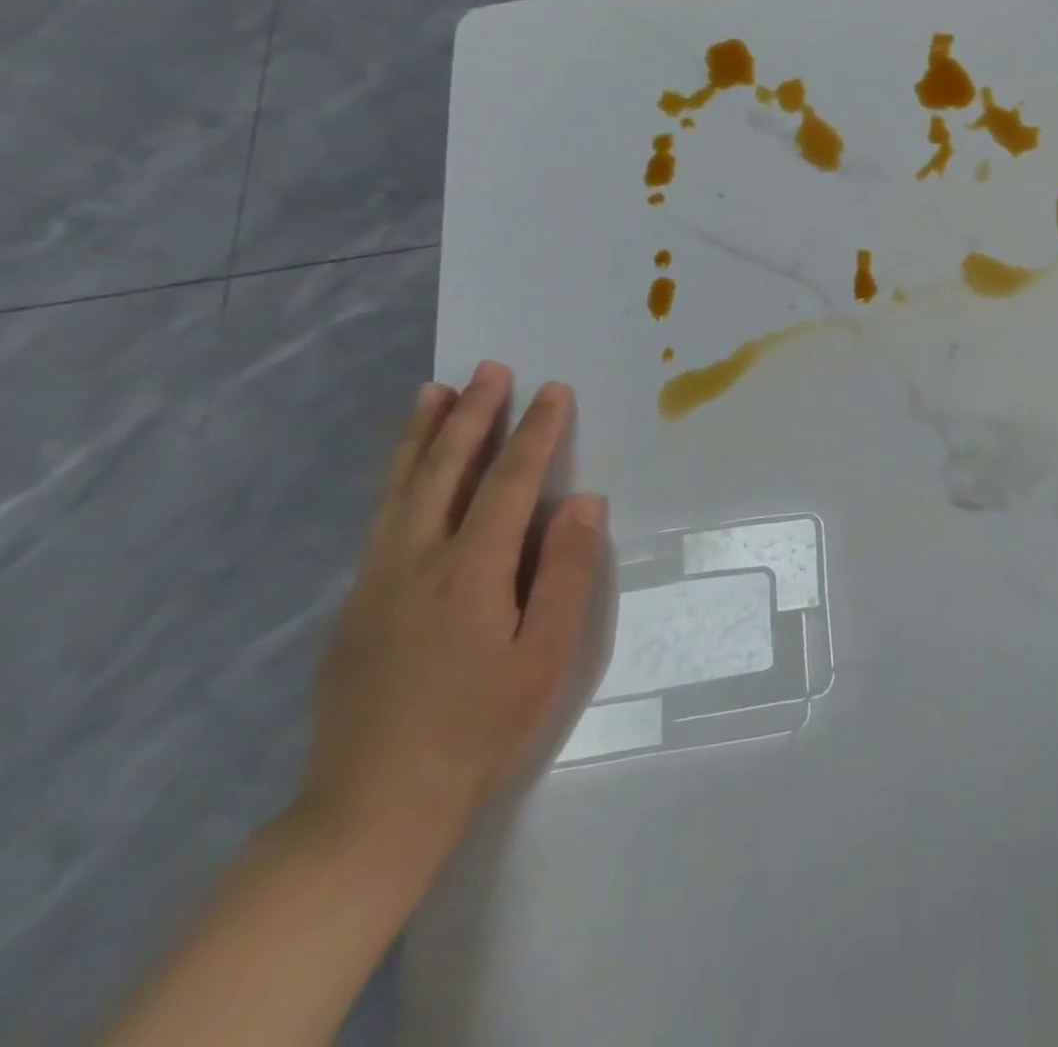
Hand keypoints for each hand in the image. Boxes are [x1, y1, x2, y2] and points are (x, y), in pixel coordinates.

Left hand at [300, 362, 605, 866]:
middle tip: (490, 369)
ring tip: (433, 391)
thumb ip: (567, 573)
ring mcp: (376, 581)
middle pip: (445, 470)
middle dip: (472, 415)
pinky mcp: (355, 604)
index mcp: (471, 572)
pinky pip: (381, 518)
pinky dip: (397, 477)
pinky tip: (407, 471)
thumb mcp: (547, 657)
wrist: (371, 808)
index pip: (509, 483)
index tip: (554, 391)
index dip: (535, 433)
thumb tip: (583, 503)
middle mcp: (416, 561)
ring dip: (421, 434)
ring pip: (400, 488)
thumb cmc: (480, 729)